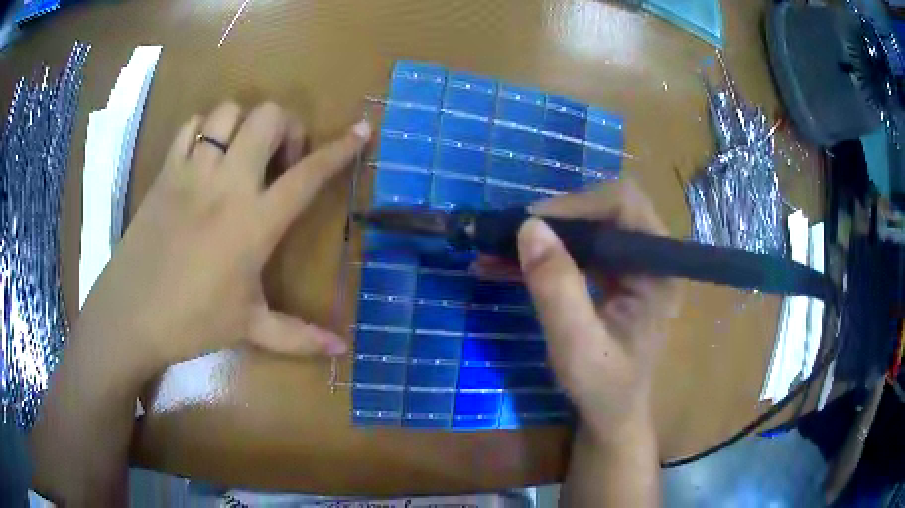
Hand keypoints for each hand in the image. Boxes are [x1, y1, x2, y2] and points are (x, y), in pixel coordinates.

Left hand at [80, 101, 369, 371]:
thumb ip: (298, 336)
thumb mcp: (249, 328)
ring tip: (241, 153)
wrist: (131, 315)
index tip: (361, 130)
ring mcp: (192, 172)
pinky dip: (204, 129)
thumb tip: (342, 349)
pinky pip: (191, 126)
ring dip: (244, 124)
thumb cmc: (192, 322)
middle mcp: (226, 184)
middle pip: (268, 117)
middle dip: (286, 127)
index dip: (340, 149)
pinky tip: (205, 155)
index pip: (307, 175)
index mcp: (254, 222)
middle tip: (279, 159)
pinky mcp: (165, 171)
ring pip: (228, 112)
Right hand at [516, 179, 680, 441]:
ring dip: (542, 235)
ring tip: (495, 250)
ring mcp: (631, 266)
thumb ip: (557, 289)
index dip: (578, 204)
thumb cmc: (604, 389)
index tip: (532, 225)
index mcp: (658, 269)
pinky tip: (505, 265)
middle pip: (604, 209)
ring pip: (587, 226)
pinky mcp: (612, 277)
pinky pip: (577, 250)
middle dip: (555, 219)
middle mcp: (650, 258)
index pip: (625, 205)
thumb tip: (529, 227)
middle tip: (510, 237)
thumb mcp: (578, 346)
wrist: (611, 416)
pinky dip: (542, 254)